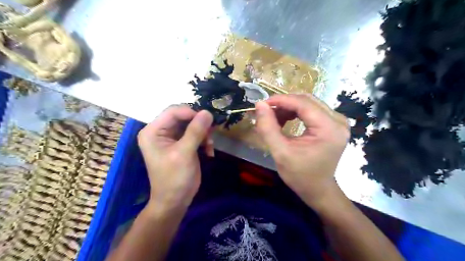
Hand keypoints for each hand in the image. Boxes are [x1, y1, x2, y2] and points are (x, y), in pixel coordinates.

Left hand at [137, 105, 213, 211]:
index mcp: (153, 131)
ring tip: (209, 145)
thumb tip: (207, 112)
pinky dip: (203, 140)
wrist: (175, 201)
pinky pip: (195, 134)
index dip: (191, 113)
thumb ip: (195, 131)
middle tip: (210, 134)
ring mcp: (171, 138)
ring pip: (191, 125)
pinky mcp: (181, 144)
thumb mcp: (184, 153)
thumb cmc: (174, 178)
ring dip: (203, 133)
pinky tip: (209, 151)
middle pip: (183, 117)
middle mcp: (160, 131)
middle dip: (199, 124)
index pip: (173, 112)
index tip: (208, 121)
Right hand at [254, 94, 348, 207]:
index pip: (303, 104)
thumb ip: (268, 128)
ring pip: (308, 103)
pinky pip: (311, 110)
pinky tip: (284, 121)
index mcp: (329, 129)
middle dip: (283, 103)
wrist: (318, 189)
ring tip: (273, 118)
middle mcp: (338, 121)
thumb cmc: (300, 175)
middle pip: (307, 100)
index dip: (281, 100)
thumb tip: (259, 104)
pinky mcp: (333, 124)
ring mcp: (337, 121)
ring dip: (288, 108)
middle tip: (266, 111)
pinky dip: (295, 112)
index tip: (262, 104)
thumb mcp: (280, 153)